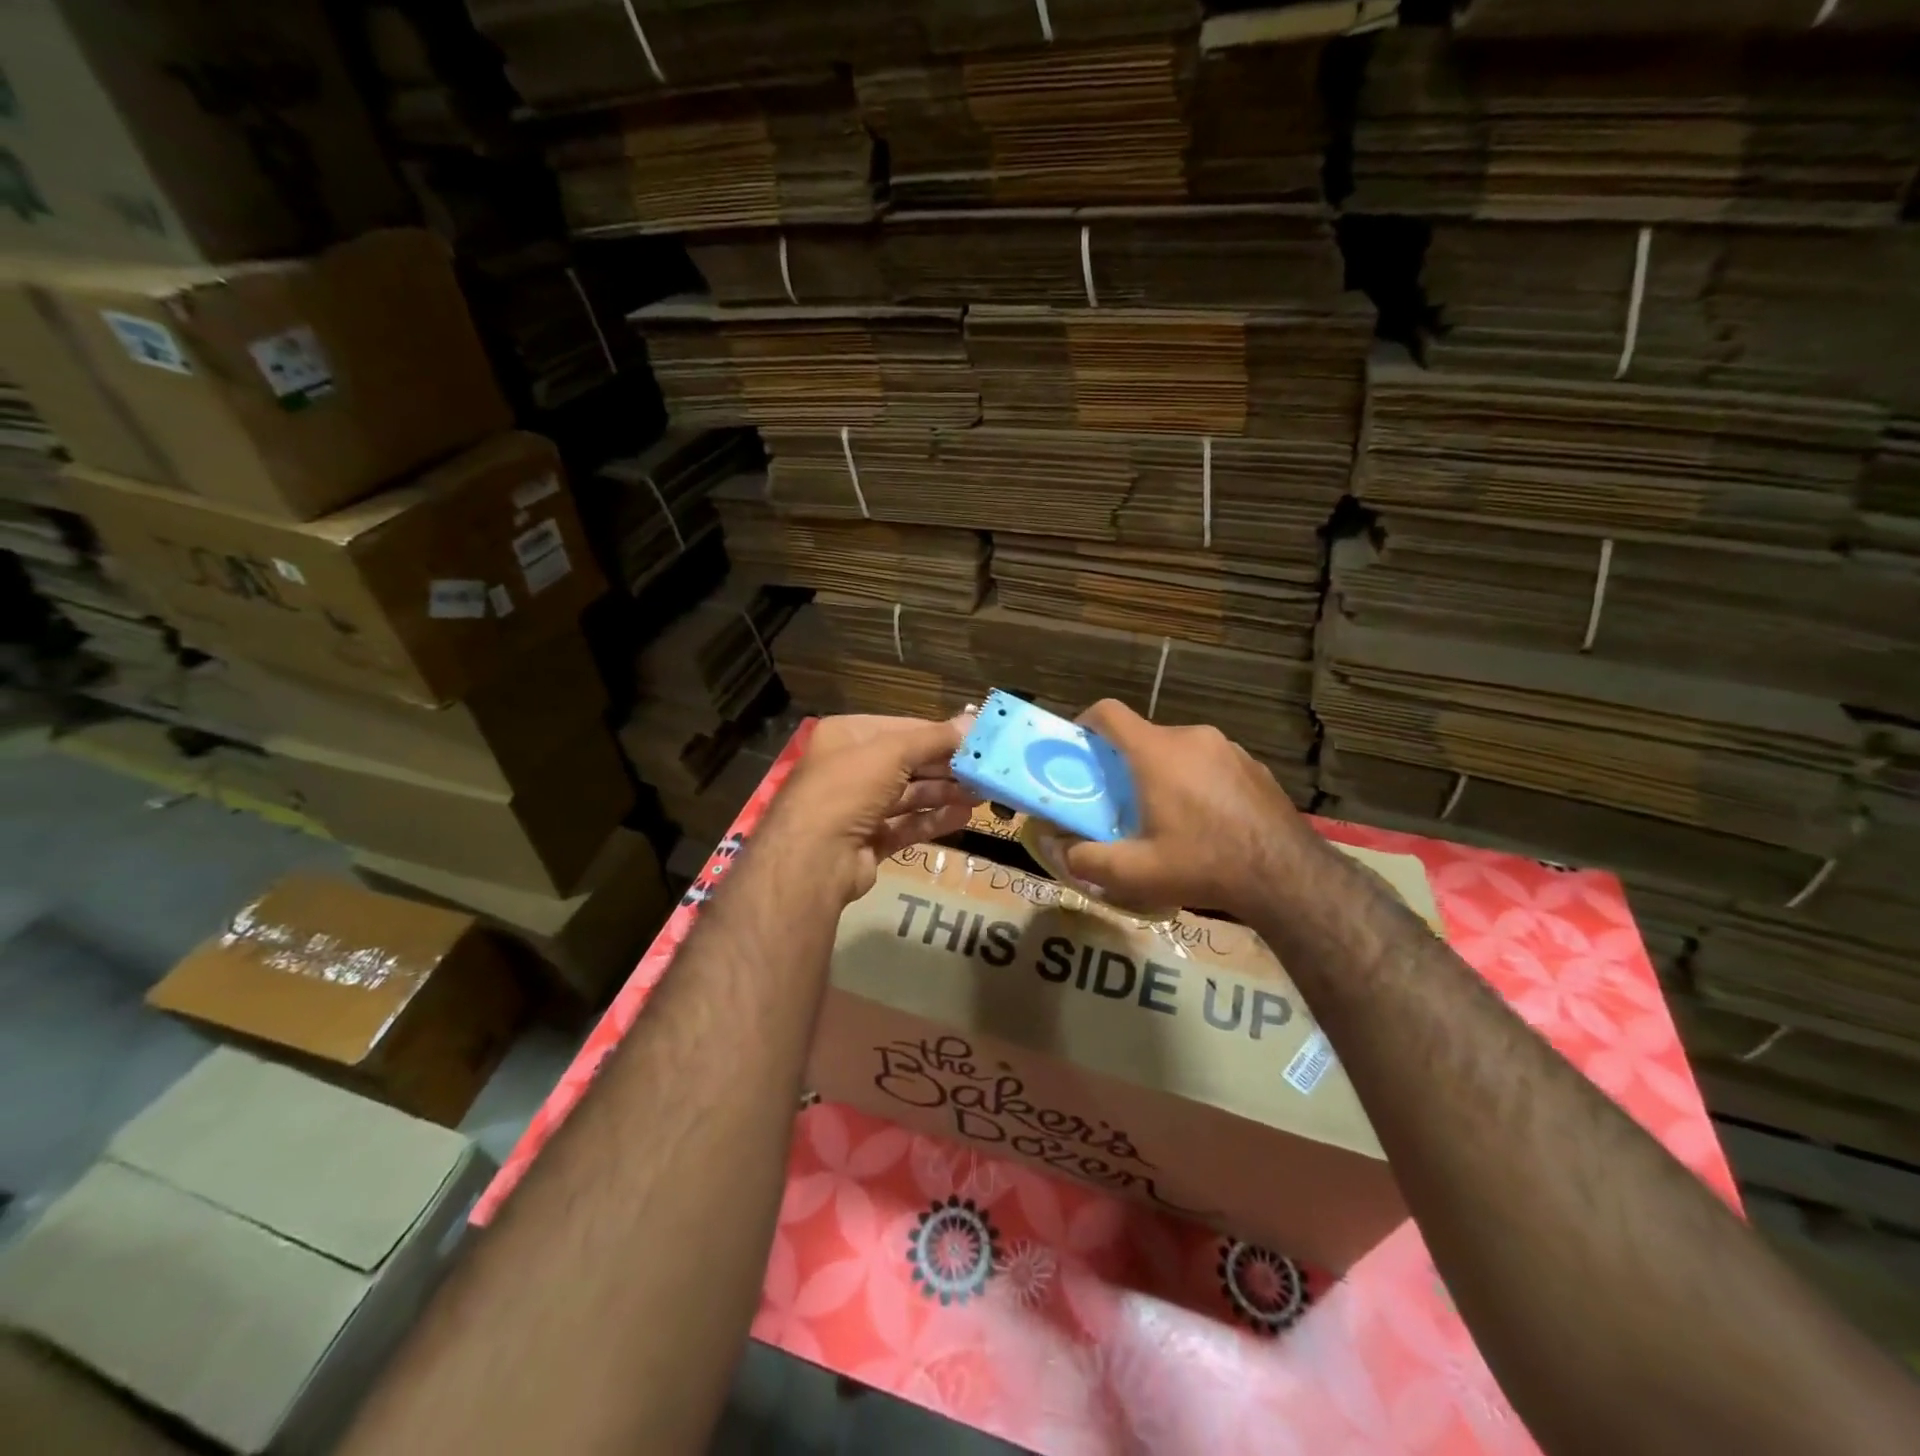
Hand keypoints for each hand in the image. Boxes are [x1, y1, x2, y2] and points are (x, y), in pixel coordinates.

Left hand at [758, 714, 979, 904]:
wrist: (813, 858)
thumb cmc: (849, 788)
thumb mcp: (893, 752)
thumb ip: (935, 738)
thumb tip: (974, 721)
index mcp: (846, 736)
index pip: (901, 728)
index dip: (939, 734)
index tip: (975, 740)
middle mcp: (849, 768)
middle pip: (907, 763)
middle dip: (946, 766)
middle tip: (984, 770)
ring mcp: (856, 808)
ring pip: (908, 795)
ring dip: (944, 792)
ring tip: (981, 794)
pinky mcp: (867, 841)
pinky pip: (905, 825)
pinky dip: (933, 819)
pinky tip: (963, 817)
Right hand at [1063, 699, 1313, 919]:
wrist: (1288, 876)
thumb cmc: (1203, 864)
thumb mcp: (1135, 873)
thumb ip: (1086, 860)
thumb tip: (1060, 851)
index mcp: (1156, 752)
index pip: (1109, 712)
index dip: (1085, 723)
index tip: (1078, 750)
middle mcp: (1191, 737)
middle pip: (1143, 736)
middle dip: (1124, 763)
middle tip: (1119, 801)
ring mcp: (1228, 748)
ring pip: (1178, 749)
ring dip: (1162, 772)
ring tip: (1166, 816)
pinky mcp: (1254, 764)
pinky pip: (1210, 762)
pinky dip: (1196, 780)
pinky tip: (1206, 821)